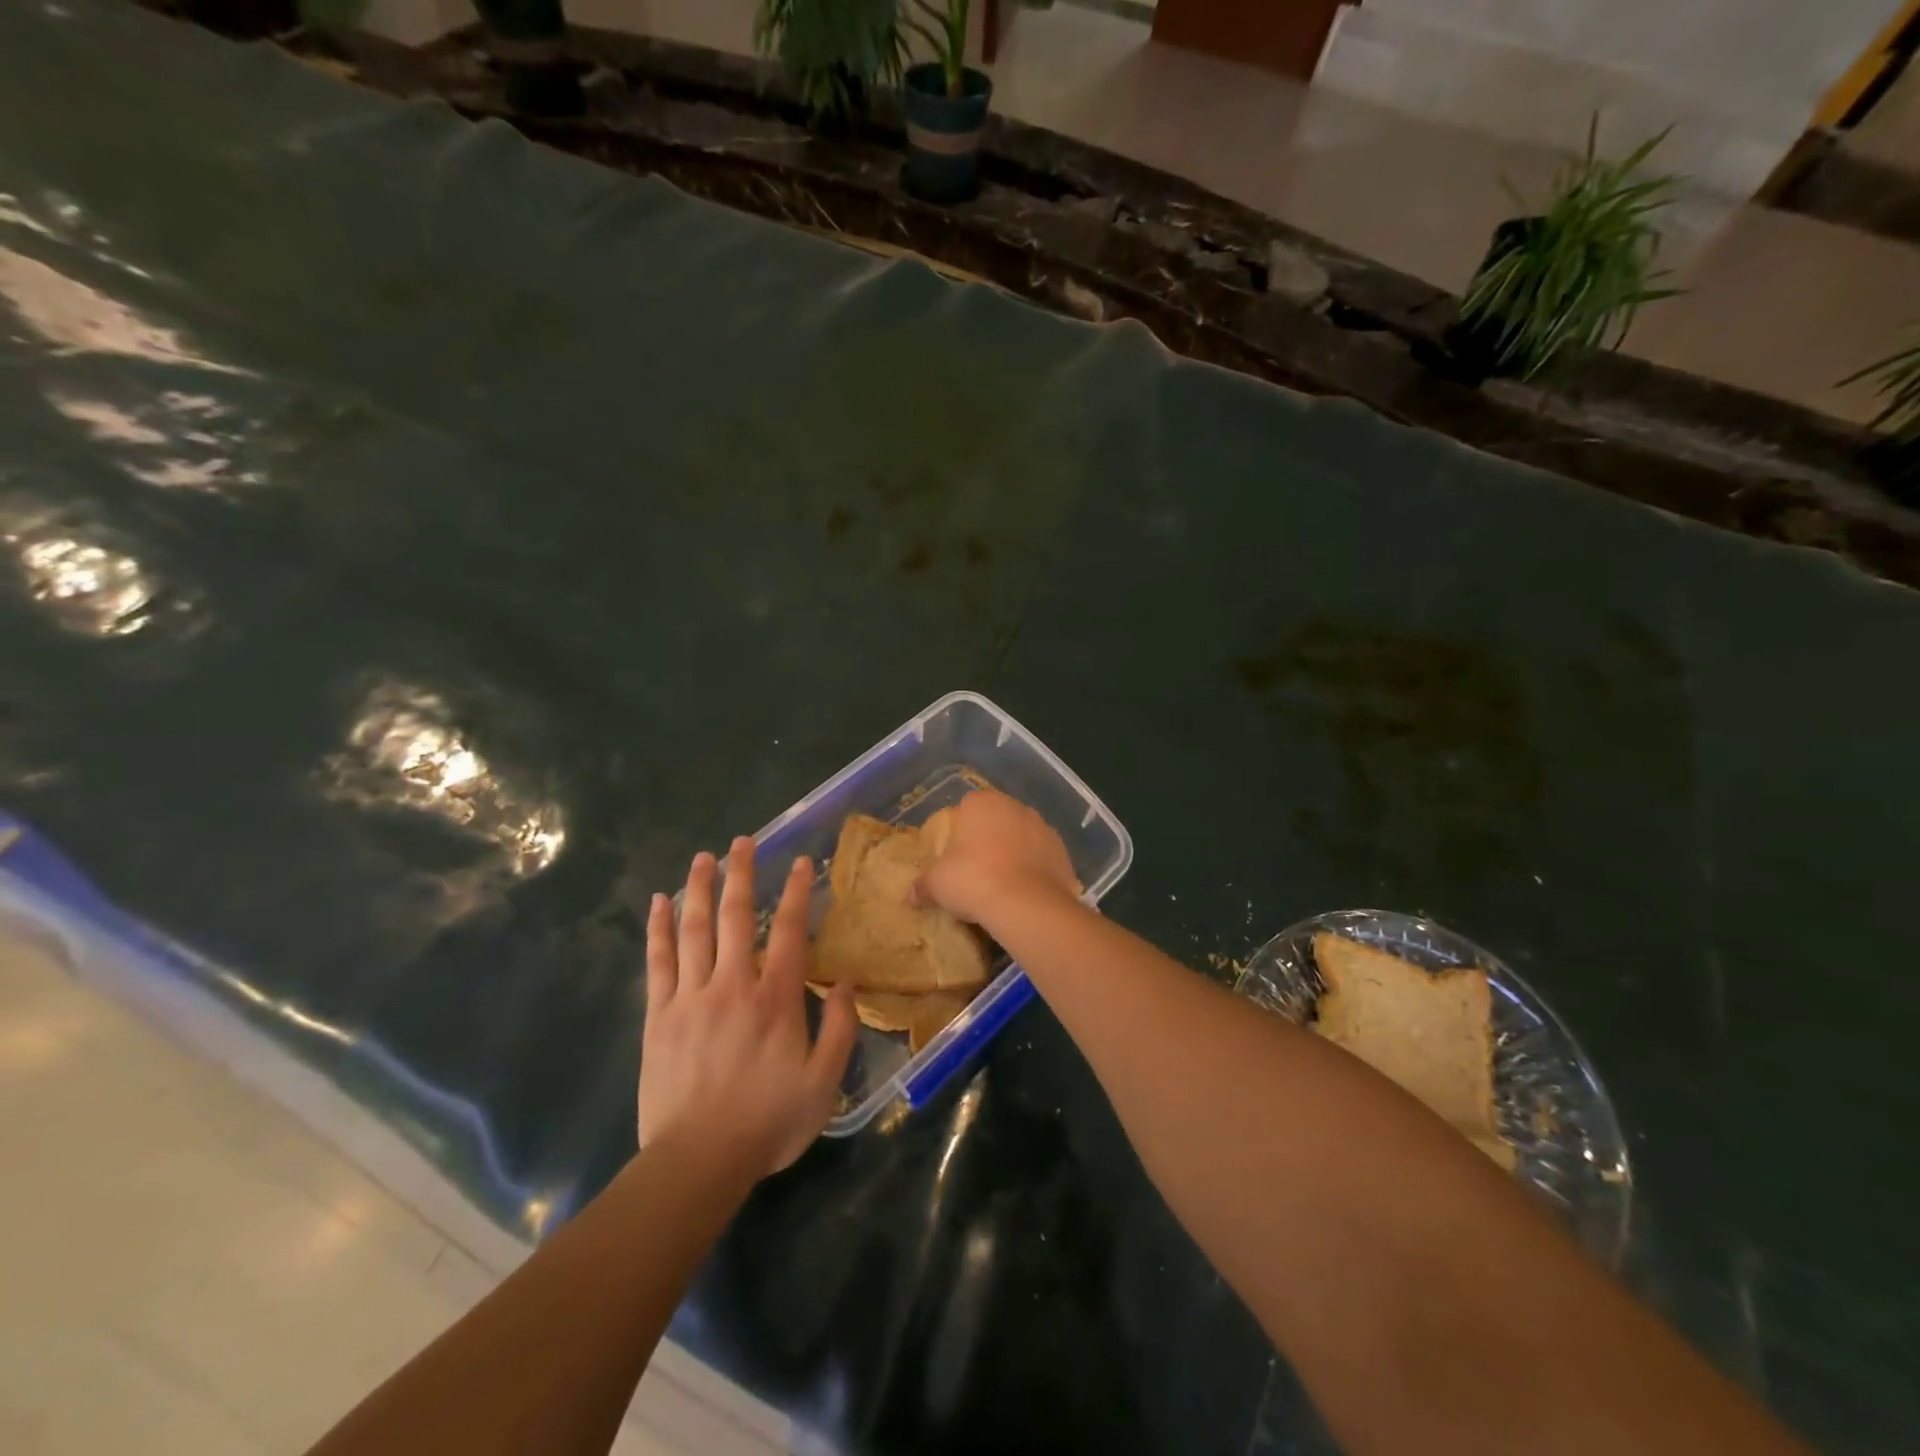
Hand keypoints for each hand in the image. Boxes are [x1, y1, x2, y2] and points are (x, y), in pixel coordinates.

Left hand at [640, 838, 857, 1177]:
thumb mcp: (823, 1083)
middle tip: (743, 841)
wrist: (697, 1162)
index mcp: (775, 999)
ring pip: (695, 930)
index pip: (791, 932)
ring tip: (704, 857)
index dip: (798, 893)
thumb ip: (840, 1029)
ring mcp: (691, 997)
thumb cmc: (767, 1122)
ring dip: (700, 889)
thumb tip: (846, 983)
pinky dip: (659, 929)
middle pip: (737, 917)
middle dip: (742, 874)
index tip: (801, 863)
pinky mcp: (659, 1016)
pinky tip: (659, 903)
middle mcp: (733, 985)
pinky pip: (658, 962)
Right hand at [912, 789, 1079, 928]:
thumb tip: (910, 895)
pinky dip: (1034, 869)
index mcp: (981, 802)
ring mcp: (1042, 826)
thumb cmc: (974, 881)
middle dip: (988, 839)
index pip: (966, 808)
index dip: (960, 832)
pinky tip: (1025, 892)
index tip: (955, 857)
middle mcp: (1014, 805)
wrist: (1027, 904)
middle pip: (996, 820)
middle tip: (976, 871)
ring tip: (1003, 884)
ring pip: (1021, 836)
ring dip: (1014, 852)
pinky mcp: (1062, 850)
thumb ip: (923, 885)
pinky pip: (1042, 856)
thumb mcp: (937, 885)